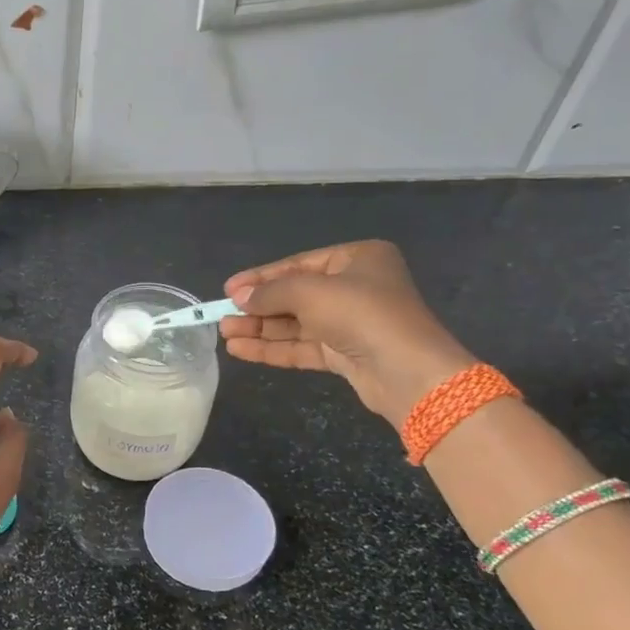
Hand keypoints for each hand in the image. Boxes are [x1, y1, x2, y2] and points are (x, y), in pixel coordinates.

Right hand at [219, 241, 475, 426]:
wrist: (407, 370)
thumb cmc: (361, 314)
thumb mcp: (310, 292)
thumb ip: (270, 292)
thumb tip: (238, 296)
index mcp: (357, 259)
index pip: (298, 264)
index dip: (261, 277)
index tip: (228, 289)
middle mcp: (355, 287)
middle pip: (295, 295)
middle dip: (258, 307)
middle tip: (222, 315)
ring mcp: (350, 323)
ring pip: (296, 323)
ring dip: (260, 329)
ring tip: (225, 334)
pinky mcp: (345, 354)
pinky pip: (302, 346)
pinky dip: (272, 348)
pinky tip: (241, 350)